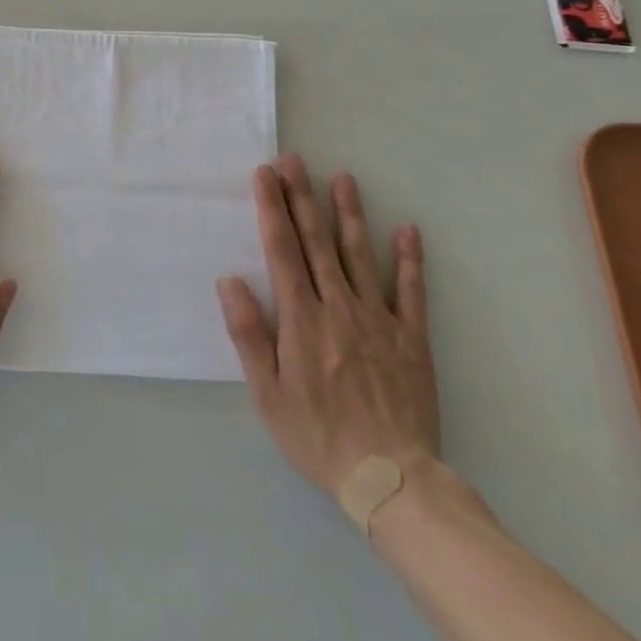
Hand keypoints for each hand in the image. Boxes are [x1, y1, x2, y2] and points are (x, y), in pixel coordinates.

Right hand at [217, 156, 438, 500]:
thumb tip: (229, 280)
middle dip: (302, 196)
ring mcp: (378, 319)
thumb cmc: (318, 437)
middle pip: (316, 241)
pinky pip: (411, 291)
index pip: (282, 249)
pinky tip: (407, 230)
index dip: (271, 208)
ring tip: (343, 177)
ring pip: (359, 254)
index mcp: (301, 317)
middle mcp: (338, 306)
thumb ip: (249, 334)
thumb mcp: (268, 394)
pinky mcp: (411, 338)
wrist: (392, 481)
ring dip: (349, 214)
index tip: (265, 174)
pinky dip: (410, 259)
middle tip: (294, 159)